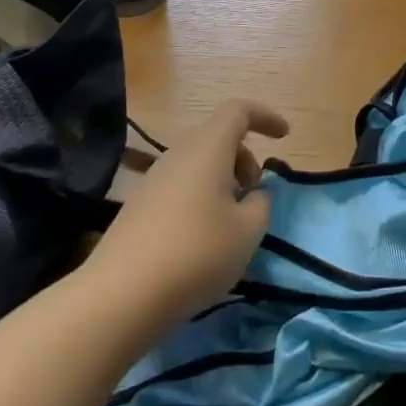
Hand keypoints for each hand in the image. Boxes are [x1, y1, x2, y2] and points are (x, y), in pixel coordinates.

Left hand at [89, 100, 286, 329]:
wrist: (121, 295)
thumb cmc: (196, 254)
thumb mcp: (247, 232)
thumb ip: (260, 205)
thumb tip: (254, 195)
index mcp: (208, 149)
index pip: (238, 111)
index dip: (265, 117)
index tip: (284, 136)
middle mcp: (178, 154)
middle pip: (218, 137)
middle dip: (245, 157)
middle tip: (256, 193)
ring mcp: (154, 179)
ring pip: (198, 163)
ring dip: (223, 180)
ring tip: (232, 220)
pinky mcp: (139, 206)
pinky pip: (180, 185)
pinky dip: (201, 197)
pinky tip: (202, 238)